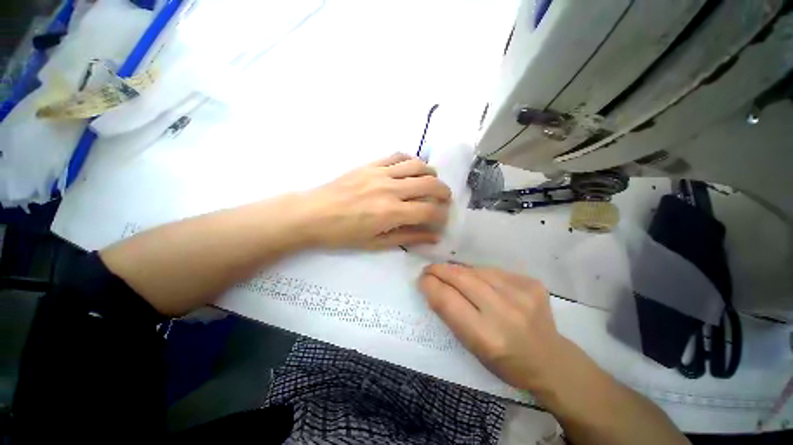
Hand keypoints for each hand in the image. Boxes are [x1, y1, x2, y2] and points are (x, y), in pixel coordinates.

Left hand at [301, 153, 450, 249]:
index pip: (429, 210)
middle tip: (444, 200)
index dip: (441, 216)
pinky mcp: (370, 164)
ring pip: (417, 165)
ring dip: (431, 173)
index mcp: (391, 213)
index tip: (441, 220)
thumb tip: (433, 237)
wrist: (312, 214)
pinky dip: (411, 160)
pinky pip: (397, 155)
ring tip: (431, 182)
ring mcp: (380, 173)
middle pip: (430, 183)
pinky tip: (411, 169)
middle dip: (444, 192)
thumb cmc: (343, 234)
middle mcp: (390, 189)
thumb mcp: (376, 243)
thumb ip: (408, 237)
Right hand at [419, 264, 568, 390]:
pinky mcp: (532, 283)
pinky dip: (480, 273)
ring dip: (458, 270)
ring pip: (476, 270)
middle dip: (440, 270)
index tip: (421, 279)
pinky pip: (494, 271)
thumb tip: (433, 287)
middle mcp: (505, 313)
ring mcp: (522, 294)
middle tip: (430, 269)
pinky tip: (479, 280)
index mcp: (486, 337)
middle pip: (461, 278)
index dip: (430, 285)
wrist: (551, 360)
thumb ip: (451, 316)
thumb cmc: (505, 362)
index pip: (447, 300)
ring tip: (451, 274)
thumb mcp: (472, 348)